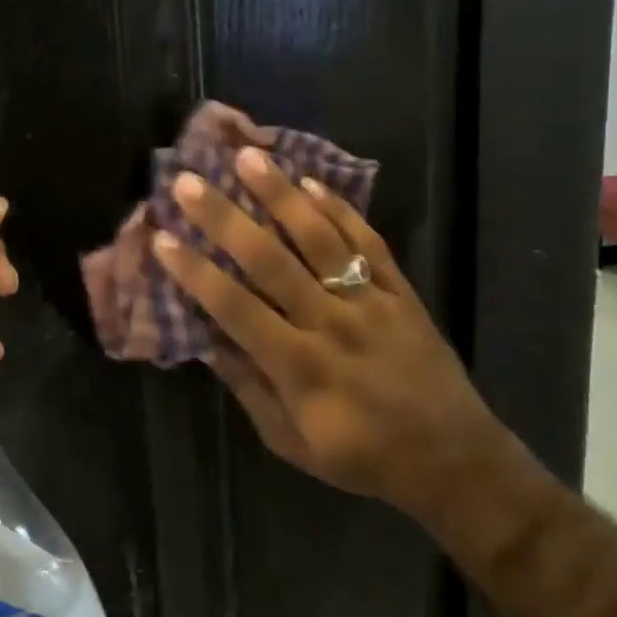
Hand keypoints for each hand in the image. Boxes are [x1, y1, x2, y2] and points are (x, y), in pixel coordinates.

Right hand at [151, 147, 490, 507]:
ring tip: (247, 157)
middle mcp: (332, 324)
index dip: (196, 274)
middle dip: (224, 218)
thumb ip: (249, 388)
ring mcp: (371, 301)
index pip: (236, 309)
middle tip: (188, 181)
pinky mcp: (400, 291)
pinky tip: (310, 182)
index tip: (163, 240)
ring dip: (280, 195)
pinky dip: (339, 210)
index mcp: (301, 368)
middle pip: (271, 261)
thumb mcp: (293, 443)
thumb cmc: (363, 457)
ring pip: (319, 238)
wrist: (453, 458)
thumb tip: (207, 341)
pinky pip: (367, 242)